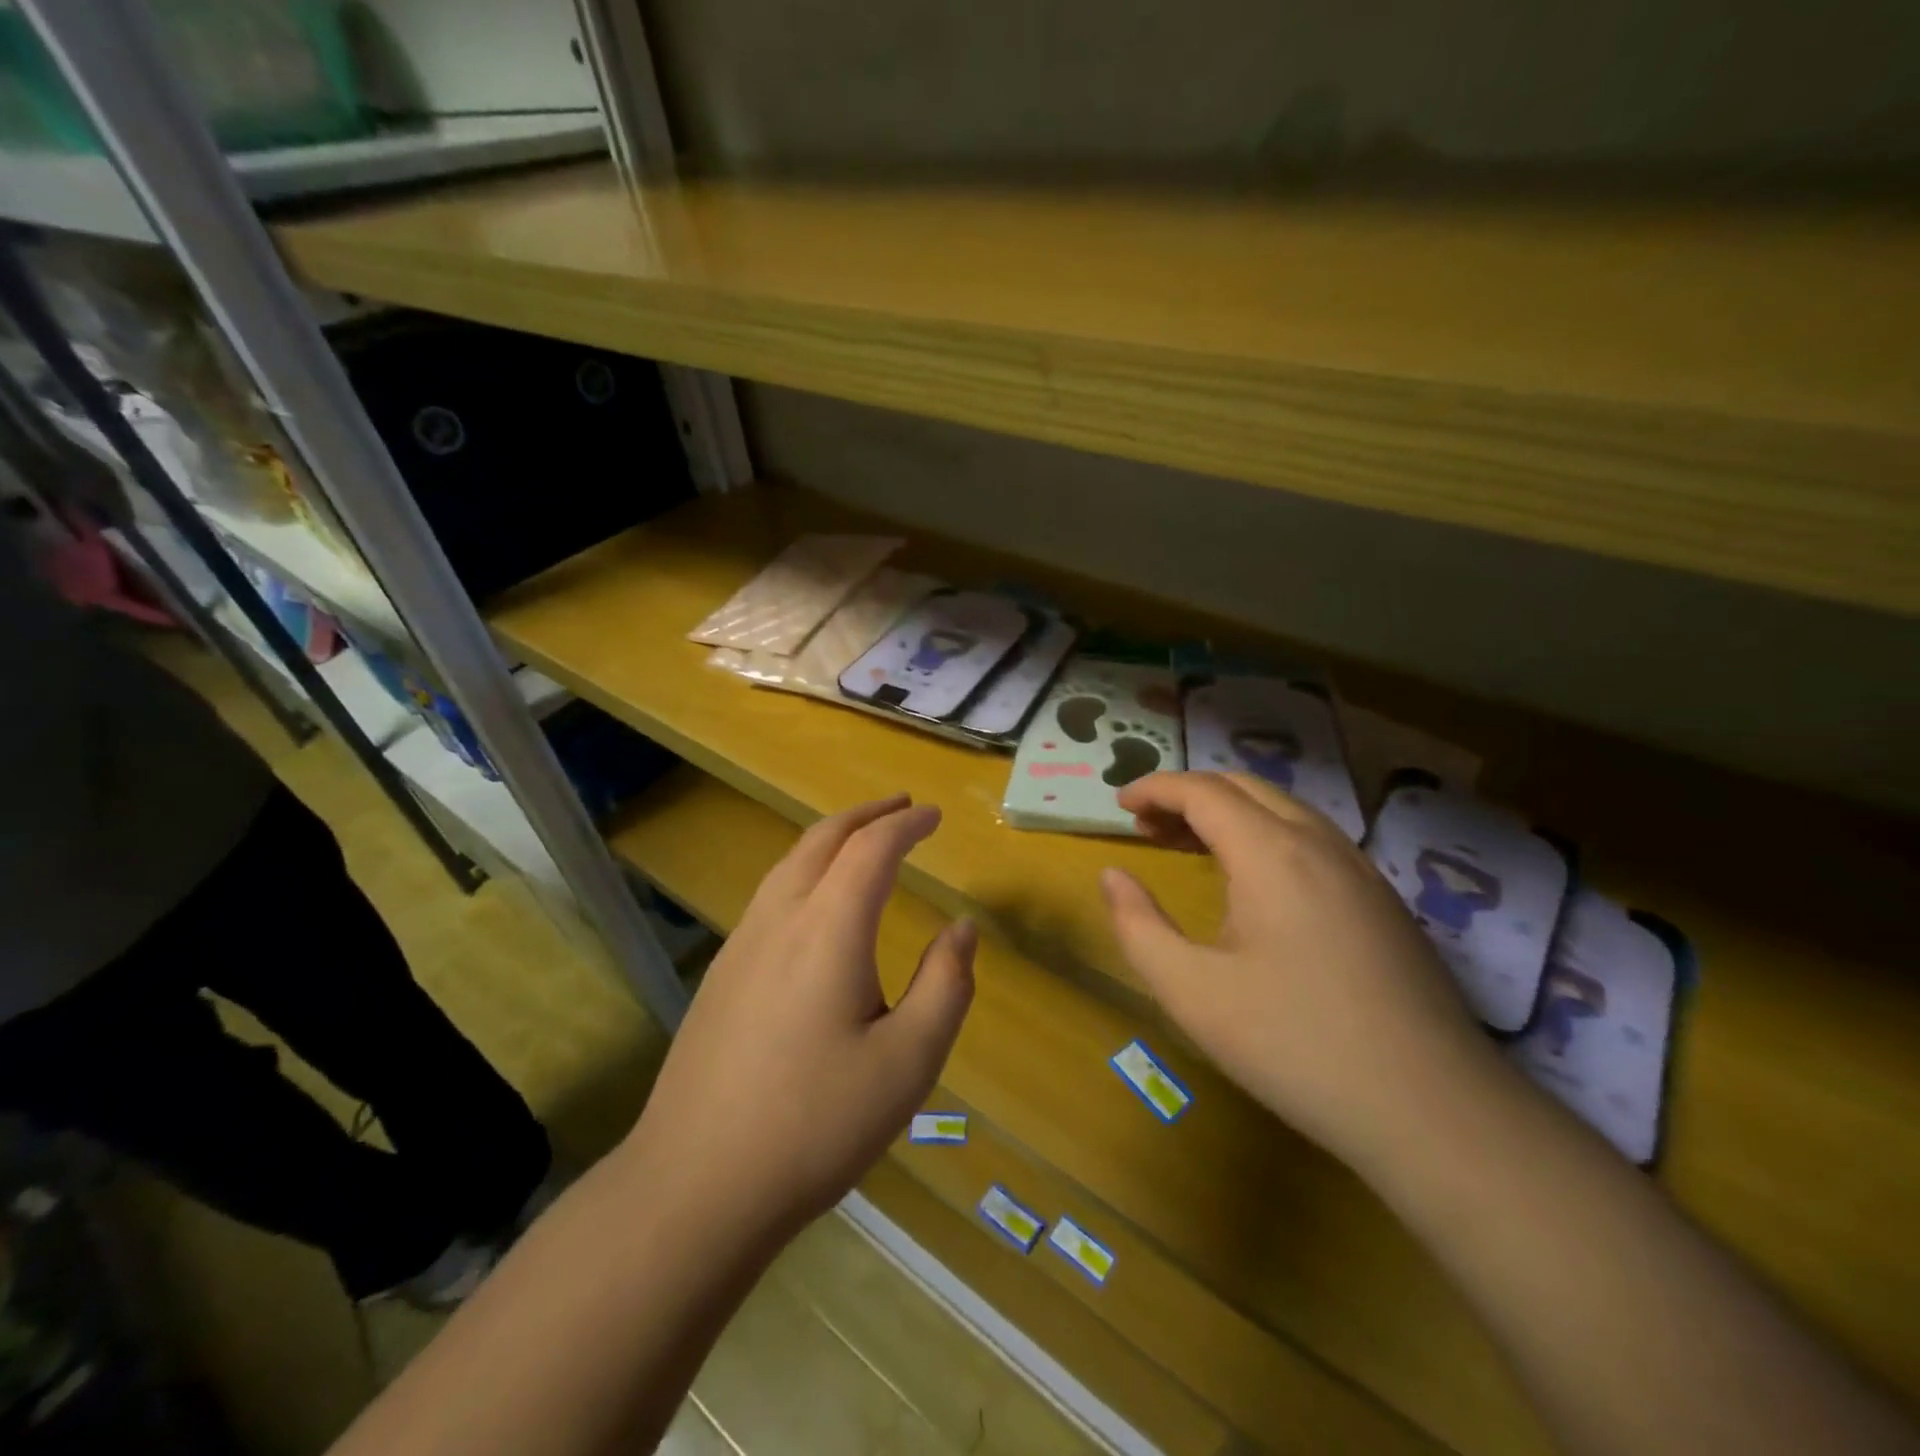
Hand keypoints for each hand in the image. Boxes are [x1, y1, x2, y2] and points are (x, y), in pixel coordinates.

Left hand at [626, 795, 975, 1237]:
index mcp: (828, 929)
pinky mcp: (721, 974)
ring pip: (789, 863)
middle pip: (822, 839)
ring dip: (832, 838)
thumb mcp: (908, 1062)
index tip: (935, 816)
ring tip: (864, 840)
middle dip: (866, 815)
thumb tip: (962, 928)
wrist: (695, 1185)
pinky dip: (806, 869)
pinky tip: (816, 902)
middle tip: (903, 807)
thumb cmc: (816, 1123)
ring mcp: (741, 944)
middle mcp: (779, 919)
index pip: (871, 849)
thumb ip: (945, 985)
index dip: (906, 824)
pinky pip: (770, 894)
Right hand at [1100, 772, 1491, 1169]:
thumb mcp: (1192, 993)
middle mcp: (1319, 843)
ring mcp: (1360, 869)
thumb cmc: (1295, 1046)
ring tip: (1189, 846)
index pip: (1203, 791)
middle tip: (1147, 827)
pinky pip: (1312, 838)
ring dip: (1229, 813)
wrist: (1433, 1110)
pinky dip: (1264, 835)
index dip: (1155, 788)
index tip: (1119, 805)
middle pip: (1244, 787)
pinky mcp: (1382, 900)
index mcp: (1270, 853)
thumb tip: (1112, 877)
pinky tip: (1253, 882)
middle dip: (1188, 795)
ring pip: (1283, 809)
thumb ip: (1139, 927)